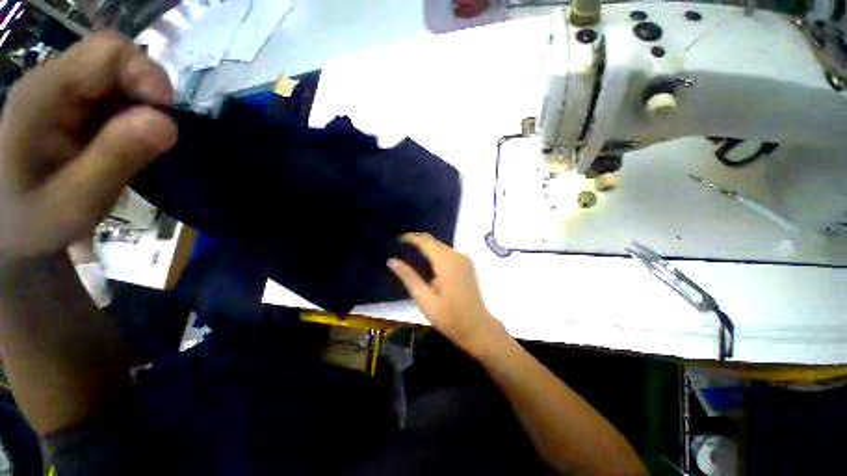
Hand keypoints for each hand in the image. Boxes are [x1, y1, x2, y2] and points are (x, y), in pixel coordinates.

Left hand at [0, 32, 176, 259]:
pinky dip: (138, 121)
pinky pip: (119, 100)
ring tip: (145, 151)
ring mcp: (65, 94)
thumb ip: (115, 160)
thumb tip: (168, 123)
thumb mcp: (73, 203)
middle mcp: (55, 82)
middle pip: (119, 62)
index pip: (109, 53)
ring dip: (146, 113)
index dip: (148, 76)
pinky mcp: (75, 108)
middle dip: (150, 98)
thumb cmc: (32, 223)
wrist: (8, 230)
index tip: (170, 120)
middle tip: (160, 142)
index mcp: (45, 96)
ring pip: (123, 81)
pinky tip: (134, 148)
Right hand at [388, 233, 506, 354]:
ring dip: (424, 247)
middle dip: (415, 241)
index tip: (394, 239)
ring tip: (407, 253)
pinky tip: (424, 262)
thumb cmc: (450, 317)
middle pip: (433, 241)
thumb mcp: (424, 299)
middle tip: (397, 247)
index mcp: (447, 261)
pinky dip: (434, 254)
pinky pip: (447, 253)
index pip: (425, 240)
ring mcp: (464, 259)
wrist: (478, 328)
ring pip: (440, 246)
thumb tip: (391, 260)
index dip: (409, 237)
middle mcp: (457, 255)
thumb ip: (408, 277)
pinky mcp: (466, 265)